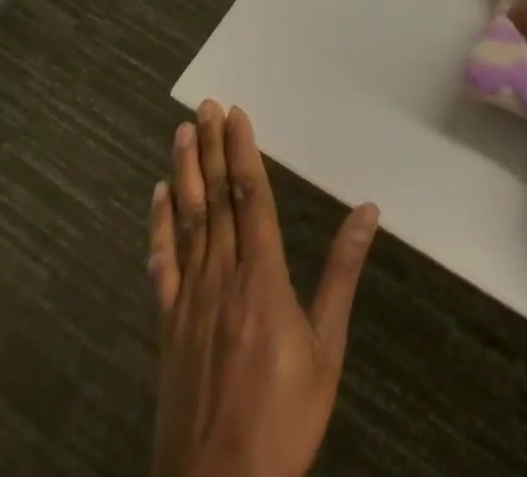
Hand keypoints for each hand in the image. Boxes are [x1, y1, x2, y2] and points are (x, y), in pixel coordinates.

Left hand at [148, 101, 378, 476]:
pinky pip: (162, 267)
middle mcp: (221, 278)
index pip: (251, 198)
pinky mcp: (167, 330)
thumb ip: (341, 275)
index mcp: (261, 279)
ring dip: (183, 174)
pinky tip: (157, 200)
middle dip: (212, 149)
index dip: (243, 152)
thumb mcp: (326, 350)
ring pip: (186, 223)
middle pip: (215, 200)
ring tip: (181, 134)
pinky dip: (159, 228)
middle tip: (205, 106)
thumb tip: (369, 210)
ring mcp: (188, 303)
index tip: (236, 114)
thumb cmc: (283, 420)